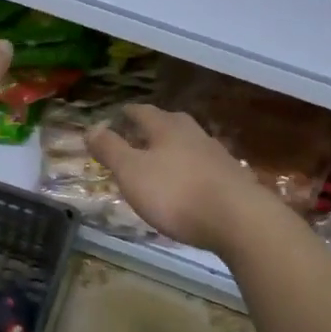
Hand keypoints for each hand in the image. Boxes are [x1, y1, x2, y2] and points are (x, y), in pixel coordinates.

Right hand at [88, 104, 271, 255]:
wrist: (239, 220)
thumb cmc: (176, 193)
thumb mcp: (132, 172)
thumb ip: (110, 149)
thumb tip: (91, 127)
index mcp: (166, 127)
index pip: (142, 112)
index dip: (127, 114)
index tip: (116, 116)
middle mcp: (193, 133)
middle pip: (169, 123)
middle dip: (152, 128)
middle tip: (136, 135)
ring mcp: (216, 155)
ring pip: (188, 143)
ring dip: (172, 149)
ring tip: (159, 160)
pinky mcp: (232, 178)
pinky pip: (203, 166)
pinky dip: (189, 170)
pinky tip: (187, 184)